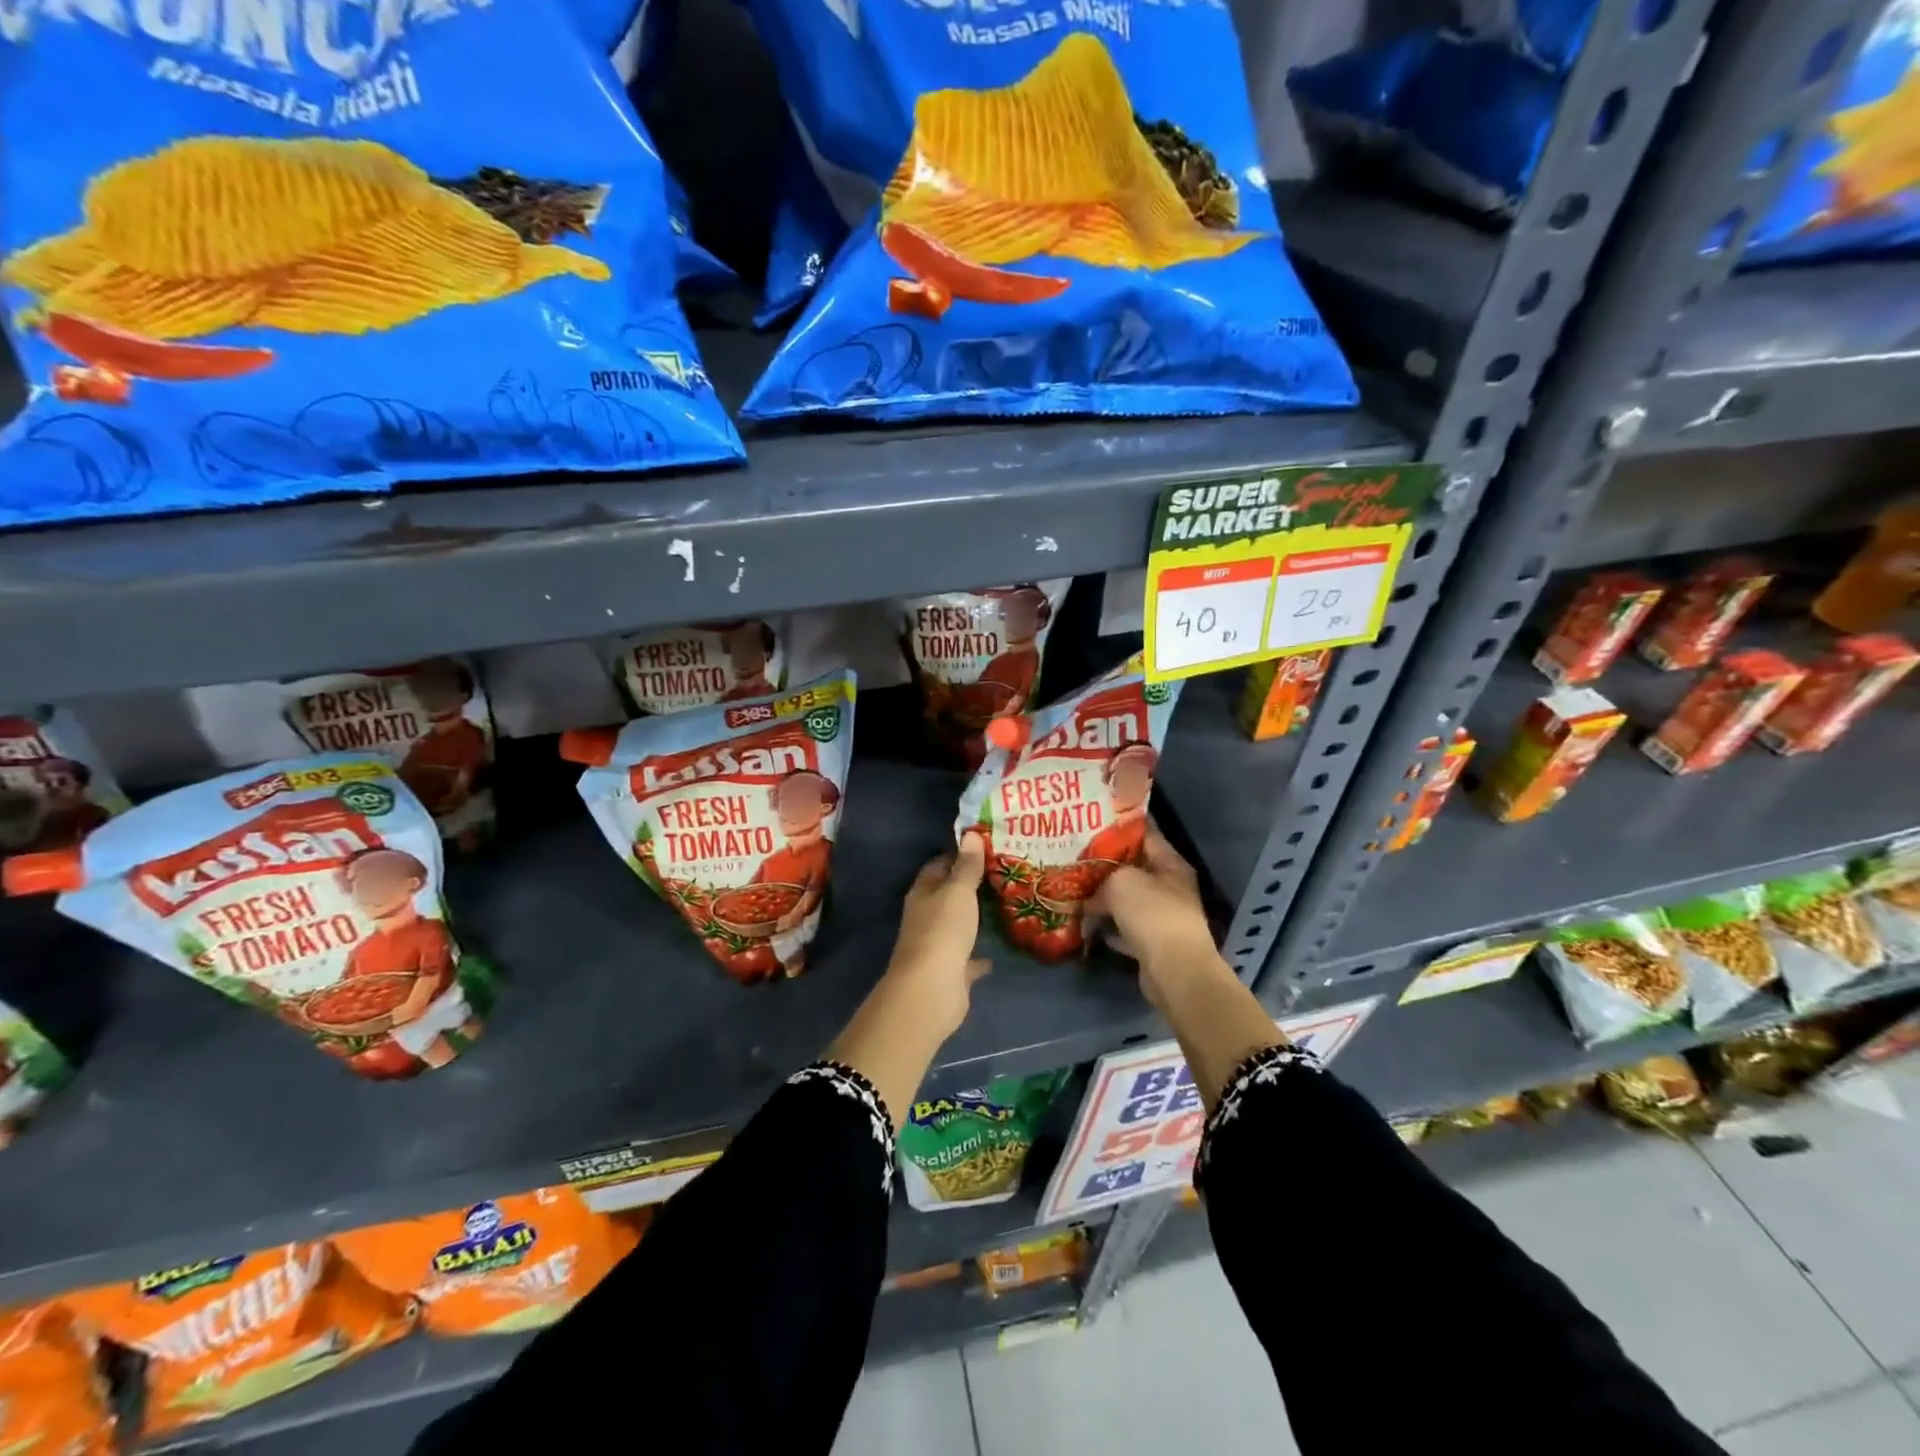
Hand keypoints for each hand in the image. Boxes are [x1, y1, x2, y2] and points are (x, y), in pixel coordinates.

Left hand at [883, 834, 990, 1036]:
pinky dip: (979, 954)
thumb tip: (970, 833)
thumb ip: (966, 866)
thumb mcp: (958, 892)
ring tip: (1004, 904)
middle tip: (1002, 873)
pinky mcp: (950, 971)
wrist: (932, 990)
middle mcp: (926, 916)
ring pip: (957, 925)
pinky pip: (967, 958)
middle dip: (969, 885)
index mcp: (923, 893)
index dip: (958, 854)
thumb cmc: (943, 931)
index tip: (985, 847)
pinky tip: (997, 951)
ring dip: (974, 917)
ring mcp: (937, 945)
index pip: (938, 865)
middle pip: (947, 894)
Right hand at [1089, 828, 1223, 1010]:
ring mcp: (1162, 917)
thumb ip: (1102, 878)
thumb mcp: (1121, 882)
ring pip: (1128, 900)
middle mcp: (1170, 887)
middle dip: (1105, 865)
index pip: (1145, 834)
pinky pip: (1125, 928)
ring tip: (1074, 890)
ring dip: (1103, 898)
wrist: (1175, 971)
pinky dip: (1108, 927)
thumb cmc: (1152, 914)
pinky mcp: (1153, 943)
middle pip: (1134, 868)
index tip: (1091, 822)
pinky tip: (1086, 924)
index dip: (1118, 827)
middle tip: (1074, 857)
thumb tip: (1089, 895)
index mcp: (1170, 864)